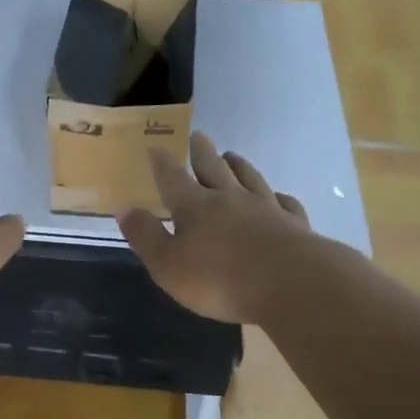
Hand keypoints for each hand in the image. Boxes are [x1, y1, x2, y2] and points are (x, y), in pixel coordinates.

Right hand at [116, 132, 310, 323]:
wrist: (290, 283)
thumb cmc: (220, 279)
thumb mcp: (168, 265)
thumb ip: (146, 237)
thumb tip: (125, 209)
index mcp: (195, 207)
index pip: (173, 178)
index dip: (162, 164)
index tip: (155, 146)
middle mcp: (230, 199)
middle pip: (213, 168)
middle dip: (202, 152)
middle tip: (198, 135)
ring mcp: (266, 208)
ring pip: (249, 178)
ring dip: (239, 165)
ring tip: (232, 155)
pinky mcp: (294, 224)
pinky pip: (285, 203)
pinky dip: (279, 197)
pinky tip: (279, 197)